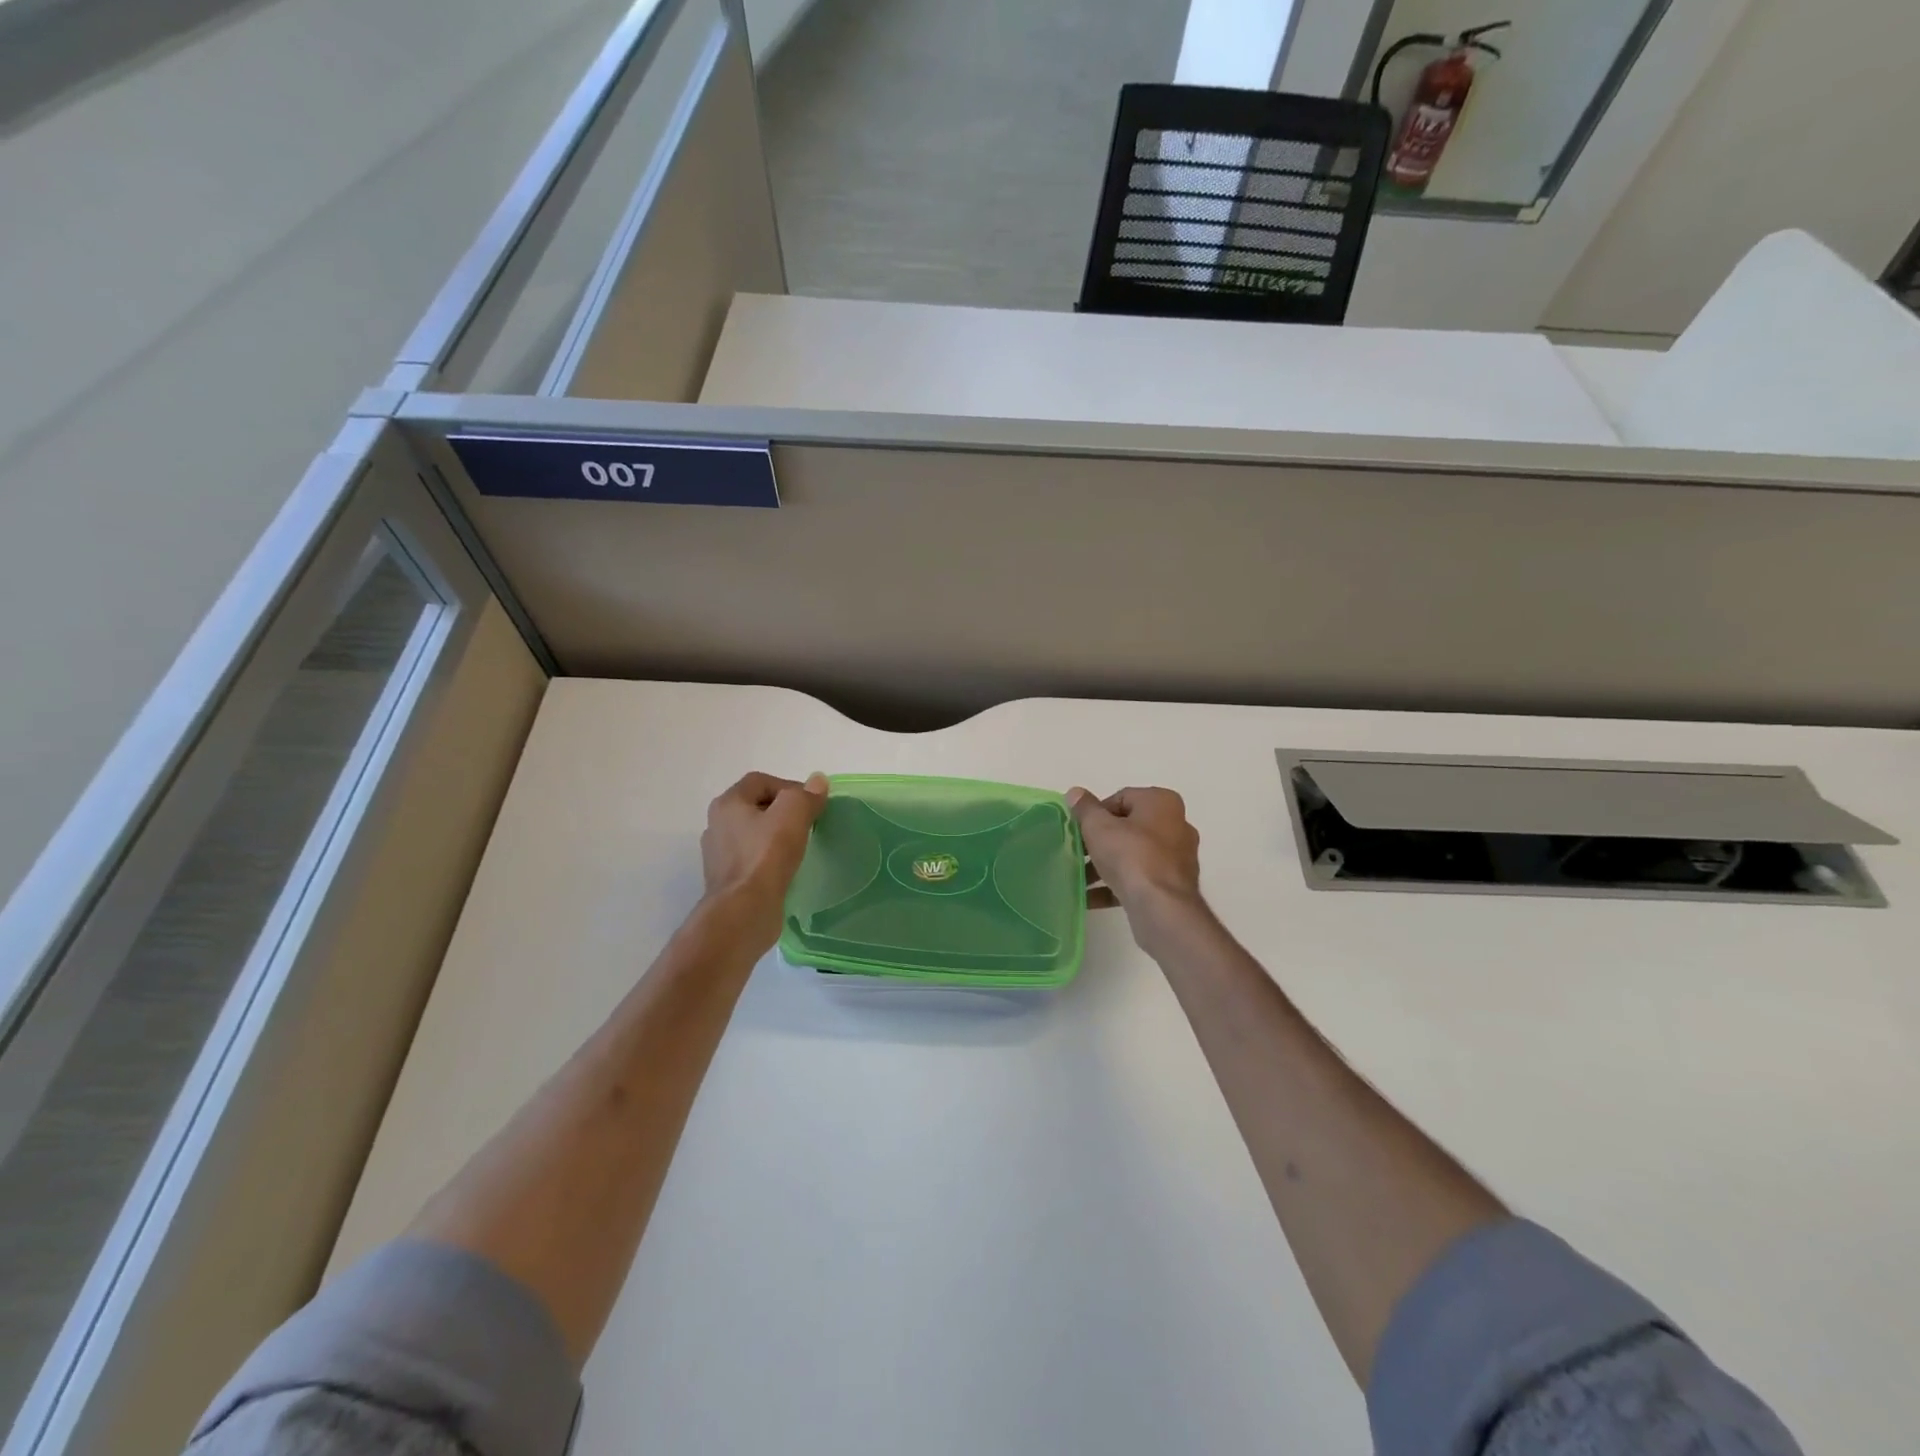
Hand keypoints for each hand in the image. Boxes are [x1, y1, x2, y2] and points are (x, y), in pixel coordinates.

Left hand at [701, 772, 828, 947]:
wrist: (744, 911)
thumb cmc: (766, 856)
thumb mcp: (792, 814)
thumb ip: (806, 794)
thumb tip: (817, 781)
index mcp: (727, 804)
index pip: (760, 781)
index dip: (788, 786)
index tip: (810, 805)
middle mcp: (717, 825)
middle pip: (756, 806)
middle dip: (783, 812)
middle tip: (807, 824)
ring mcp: (719, 855)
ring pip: (754, 835)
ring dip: (776, 837)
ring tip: (799, 847)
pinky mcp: (728, 880)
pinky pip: (753, 860)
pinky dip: (769, 860)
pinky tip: (786, 869)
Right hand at [1068, 786, 1207, 948]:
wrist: (1161, 907)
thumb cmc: (1130, 856)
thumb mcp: (1098, 827)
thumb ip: (1085, 808)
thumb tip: (1075, 792)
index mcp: (1162, 802)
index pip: (1121, 798)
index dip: (1096, 813)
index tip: (1079, 830)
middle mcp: (1176, 825)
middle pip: (1129, 827)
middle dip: (1100, 841)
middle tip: (1078, 852)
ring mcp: (1178, 857)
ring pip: (1134, 855)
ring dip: (1105, 865)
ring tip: (1081, 878)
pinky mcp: (1174, 885)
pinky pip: (1140, 878)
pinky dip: (1117, 885)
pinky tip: (1092, 898)